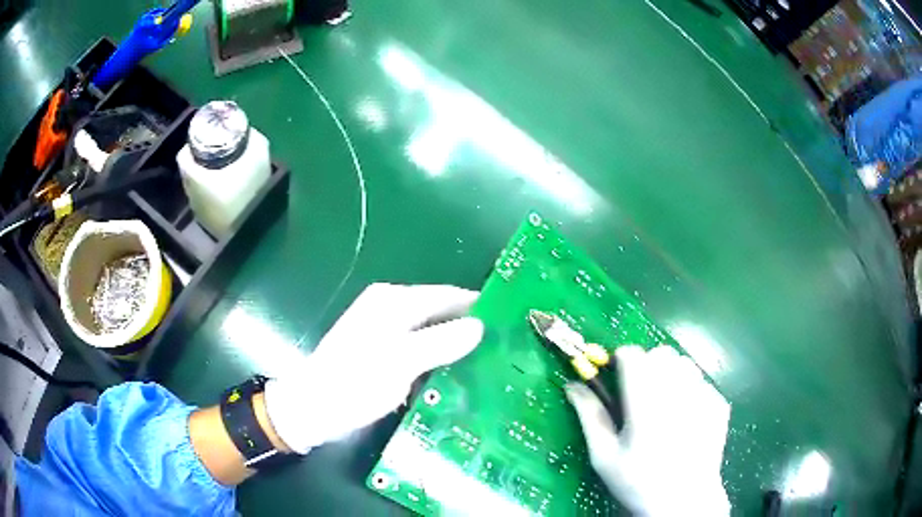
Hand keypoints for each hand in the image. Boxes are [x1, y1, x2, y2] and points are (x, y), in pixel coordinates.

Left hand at [264, 283, 484, 453]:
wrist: (312, 409)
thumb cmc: (354, 382)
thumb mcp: (401, 361)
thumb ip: (441, 341)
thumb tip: (479, 325)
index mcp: (393, 301)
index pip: (447, 295)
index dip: (477, 305)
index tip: (509, 321)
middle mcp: (389, 310)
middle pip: (439, 315)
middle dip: (468, 331)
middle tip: (503, 350)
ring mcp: (384, 333)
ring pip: (430, 336)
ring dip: (453, 351)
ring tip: (487, 367)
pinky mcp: (381, 355)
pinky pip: (418, 354)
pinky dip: (435, 364)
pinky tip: (454, 381)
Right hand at [566, 345, 730, 515]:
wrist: (684, 501)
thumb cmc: (638, 482)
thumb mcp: (604, 456)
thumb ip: (589, 416)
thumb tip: (572, 385)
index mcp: (646, 404)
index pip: (633, 355)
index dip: (621, 361)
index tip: (617, 378)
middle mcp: (678, 393)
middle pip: (660, 353)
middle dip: (646, 366)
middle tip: (640, 395)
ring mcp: (703, 396)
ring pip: (683, 362)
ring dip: (670, 374)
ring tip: (665, 404)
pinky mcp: (718, 403)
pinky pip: (701, 381)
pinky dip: (690, 389)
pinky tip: (686, 417)